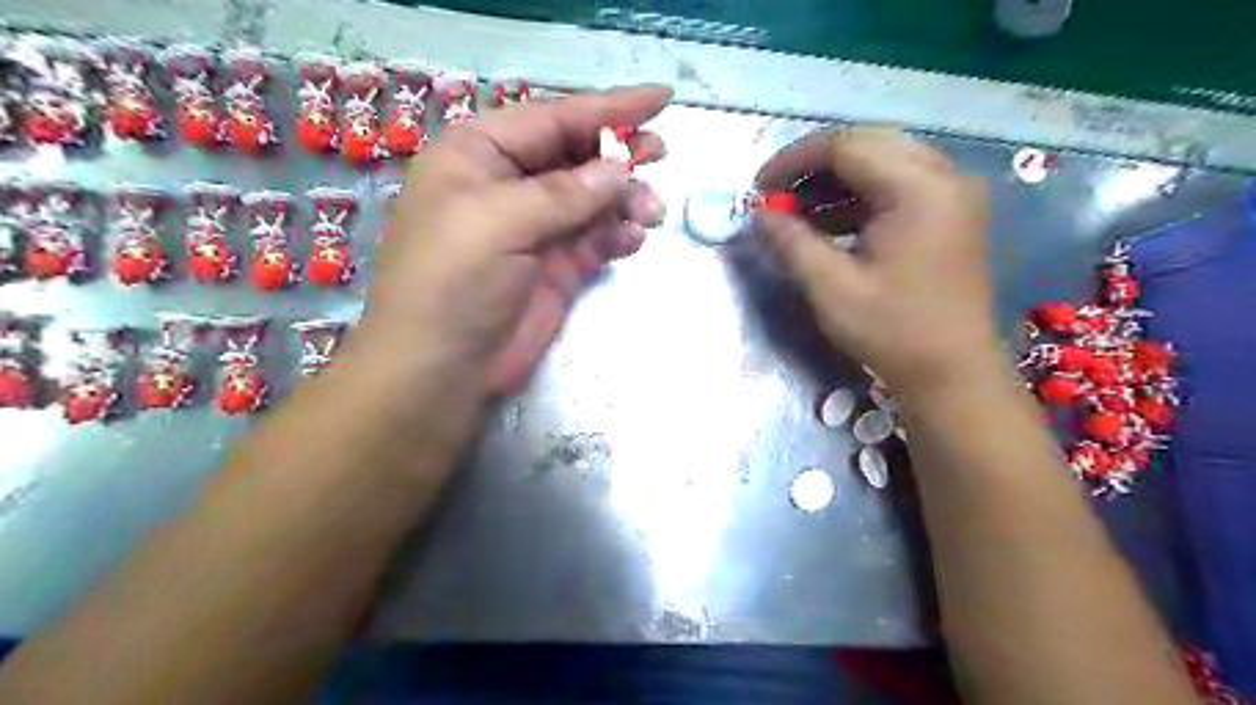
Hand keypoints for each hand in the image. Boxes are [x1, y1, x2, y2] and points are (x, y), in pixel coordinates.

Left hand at [357, 82, 670, 395]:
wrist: (442, 369)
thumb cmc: (453, 283)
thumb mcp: (498, 223)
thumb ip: (563, 193)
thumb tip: (619, 169)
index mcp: (479, 155)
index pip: (552, 118)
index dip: (608, 108)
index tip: (661, 99)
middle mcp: (508, 185)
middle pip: (576, 155)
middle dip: (619, 154)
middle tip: (660, 156)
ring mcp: (534, 229)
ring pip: (592, 199)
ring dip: (624, 200)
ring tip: (651, 212)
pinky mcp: (555, 268)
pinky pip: (595, 239)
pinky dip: (617, 235)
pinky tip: (633, 238)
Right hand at [756, 123, 1003, 393]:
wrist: (952, 373)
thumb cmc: (893, 332)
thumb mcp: (831, 288)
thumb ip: (792, 243)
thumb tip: (759, 213)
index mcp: (919, 189)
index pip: (845, 146)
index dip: (794, 160)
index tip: (759, 187)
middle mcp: (943, 177)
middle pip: (867, 145)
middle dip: (814, 166)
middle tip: (777, 196)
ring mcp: (951, 194)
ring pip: (883, 161)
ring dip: (835, 181)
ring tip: (797, 211)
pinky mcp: (950, 214)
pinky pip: (898, 185)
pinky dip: (859, 196)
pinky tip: (830, 222)